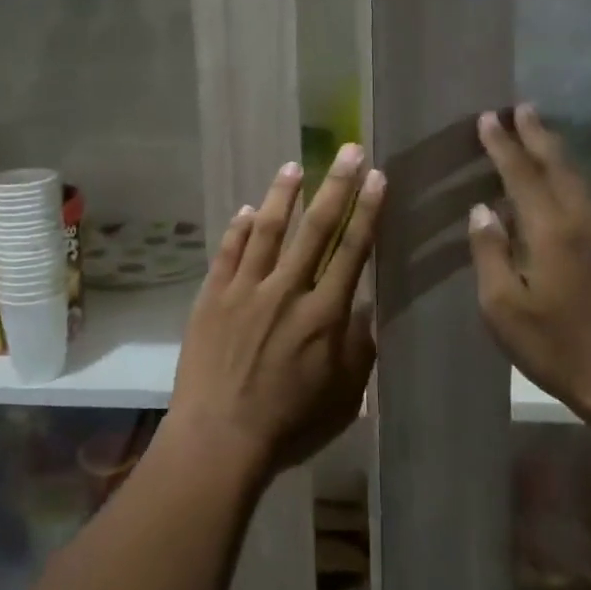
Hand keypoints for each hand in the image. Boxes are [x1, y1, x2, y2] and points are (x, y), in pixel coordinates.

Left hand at [166, 145, 385, 479]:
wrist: (219, 438)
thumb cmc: (288, 424)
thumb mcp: (344, 396)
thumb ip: (359, 348)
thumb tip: (366, 305)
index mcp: (324, 315)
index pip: (352, 251)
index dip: (367, 212)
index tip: (377, 178)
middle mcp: (286, 291)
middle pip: (315, 229)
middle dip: (336, 186)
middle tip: (349, 151)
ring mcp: (245, 290)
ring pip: (268, 230)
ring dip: (283, 196)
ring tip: (295, 166)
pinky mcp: (212, 297)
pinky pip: (228, 253)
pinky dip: (239, 229)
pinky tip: (248, 210)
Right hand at [468, 105, 590, 415]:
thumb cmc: (556, 346)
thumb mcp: (502, 306)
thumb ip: (489, 253)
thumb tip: (483, 211)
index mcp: (552, 231)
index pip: (522, 175)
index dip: (503, 145)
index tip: (489, 118)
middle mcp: (584, 223)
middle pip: (559, 167)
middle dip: (537, 135)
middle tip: (520, 108)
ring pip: (578, 183)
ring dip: (555, 155)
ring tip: (537, 137)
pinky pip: (587, 204)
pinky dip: (567, 184)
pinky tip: (556, 193)